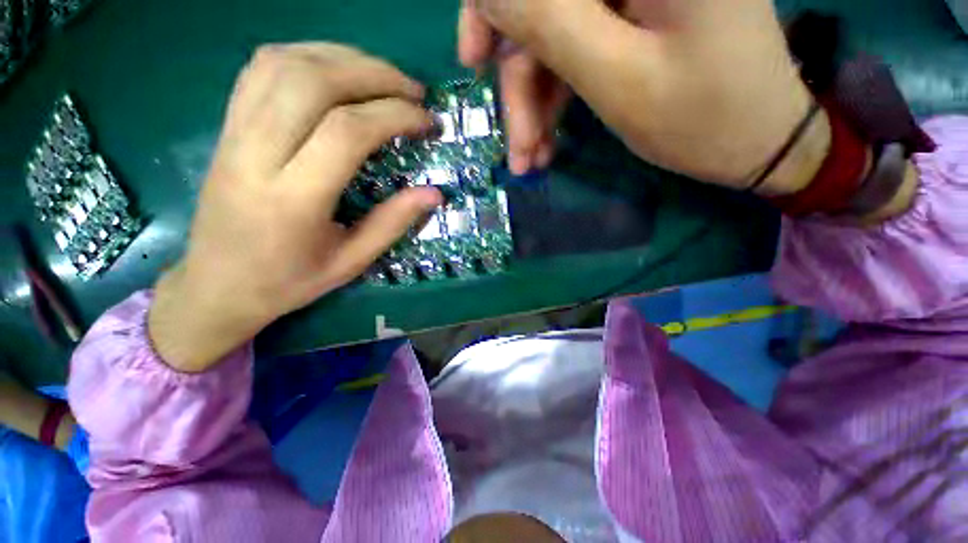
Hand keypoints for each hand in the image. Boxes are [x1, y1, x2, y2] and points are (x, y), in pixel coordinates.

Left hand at [149, 44, 441, 372]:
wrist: (217, 285)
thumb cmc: (289, 281)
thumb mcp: (351, 262)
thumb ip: (393, 223)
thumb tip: (435, 193)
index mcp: (293, 199)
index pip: (347, 131)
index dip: (395, 116)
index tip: (427, 122)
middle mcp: (256, 154)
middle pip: (314, 82)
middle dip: (375, 75)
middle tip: (414, 91)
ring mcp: (234, 133)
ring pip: (285, 63)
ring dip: (343, 57)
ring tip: (383, 76)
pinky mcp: (227, 125)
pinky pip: (262, 69)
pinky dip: (307, 56)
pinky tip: (337, 70)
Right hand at [459, 0, 829, 192]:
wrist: (757, 143)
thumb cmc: (703, 119)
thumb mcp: (618, 79)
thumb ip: (550, 24)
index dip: (491, 6)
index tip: (474, 63)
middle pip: (542, 7)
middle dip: (519, 82)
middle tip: (516, 147)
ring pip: (552, 40)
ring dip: (534, 106)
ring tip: (531, 159)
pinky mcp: (631, 21)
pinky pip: (573, 55)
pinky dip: (554, 102)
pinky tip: (548, 144)